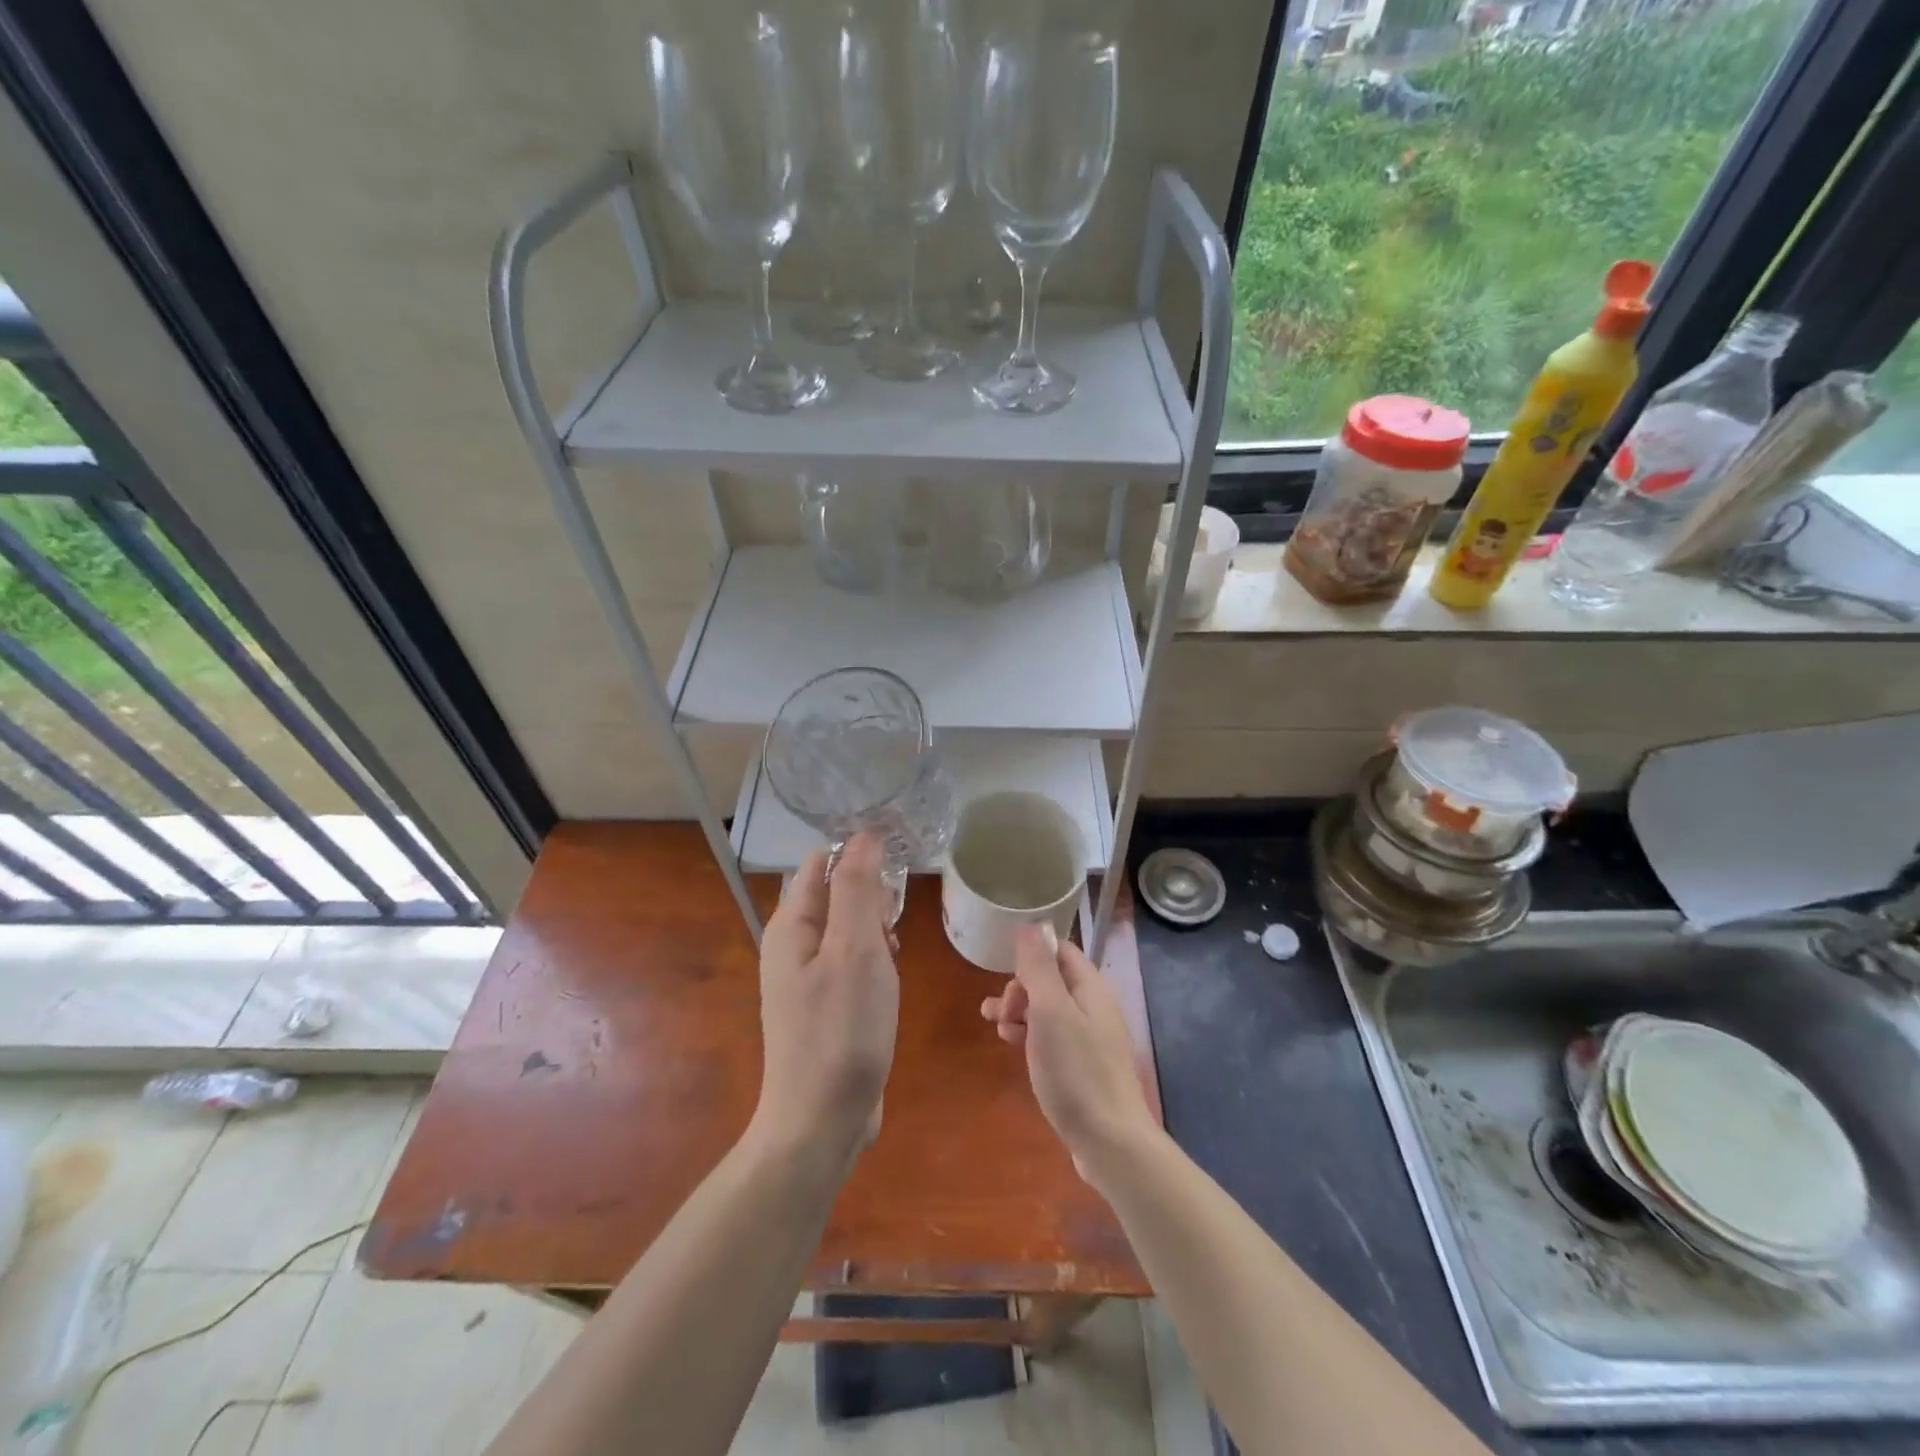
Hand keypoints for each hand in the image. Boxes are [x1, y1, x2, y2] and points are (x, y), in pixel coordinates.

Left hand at [748, 833, 897, 1169]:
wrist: (821, 1122)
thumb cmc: (841, 1030)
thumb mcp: (855, 950)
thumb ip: (858, 889)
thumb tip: (864, 835)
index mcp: (791, 925)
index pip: (822, 862)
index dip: (859, 855)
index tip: (898, 871)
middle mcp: (792, 945)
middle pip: (836, 893)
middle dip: (871, 899)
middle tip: (893, 930)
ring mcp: (806, 978)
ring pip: (848, 929)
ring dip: (876, 931)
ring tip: (894, 957)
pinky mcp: (824, 1005)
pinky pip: (850, 962)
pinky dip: (874, 961)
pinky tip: (889, 982)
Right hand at [980, 926, 1157, 1188]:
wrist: (1111, 1143)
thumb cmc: (1076, 1071)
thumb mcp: (1050, 1011)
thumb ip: (1039, 967)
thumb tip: (1031, 924)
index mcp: (1091, 988)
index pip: (1059, 951)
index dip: (1030, 955)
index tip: (1002, 971)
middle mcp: (1094, 1007)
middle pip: (1052, 980)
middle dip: (1020, 987)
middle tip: (1000, 1011)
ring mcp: (1092, 1039)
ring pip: (1049, 1011)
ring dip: (1020, 1011)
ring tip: (995, 1027)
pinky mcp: (1084, 1068)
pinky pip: (1053, 1038)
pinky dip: (1030, 1036)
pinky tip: (1014, 1048)